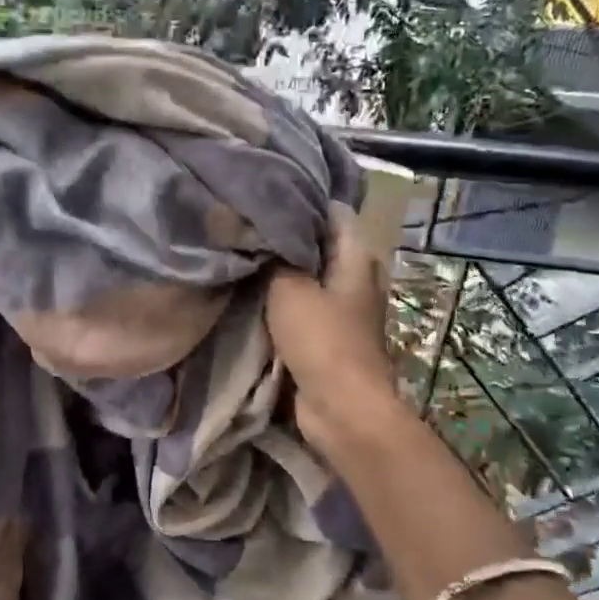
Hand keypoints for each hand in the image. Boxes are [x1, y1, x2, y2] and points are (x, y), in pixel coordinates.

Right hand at [266, 204, 400, 453]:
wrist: (340, 409)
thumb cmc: (321, 340)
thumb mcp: (289, 290)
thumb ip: (274, 258)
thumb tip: (259, 228)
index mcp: (357, 259)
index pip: (334, 213)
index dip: (304, 200)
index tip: (268, 190)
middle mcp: (354, 279)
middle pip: (319, 244)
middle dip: (287, 235)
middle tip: (246, 222)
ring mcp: (342, 310)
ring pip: (307, 276)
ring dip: (281, 270)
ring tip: (242, 251)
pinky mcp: (326, 336)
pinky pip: (300, 306)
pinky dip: (280, 299)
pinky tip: (250, 291)